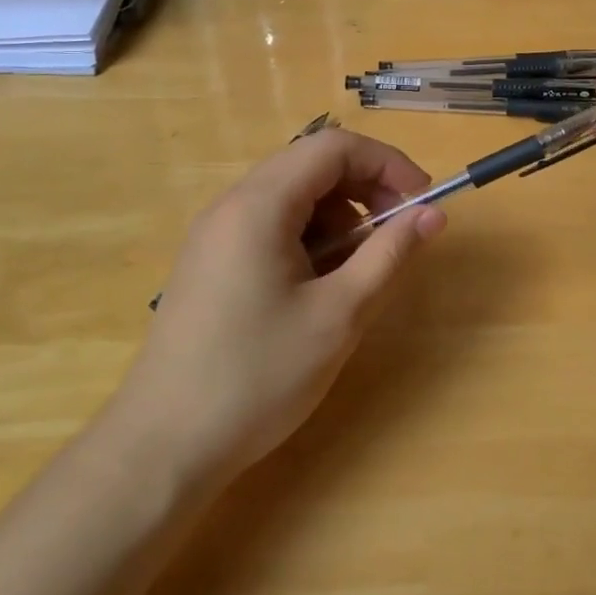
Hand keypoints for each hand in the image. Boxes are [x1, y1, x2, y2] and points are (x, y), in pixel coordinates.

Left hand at [108, 130, 444, 480]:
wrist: (163, 447)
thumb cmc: (258, 376)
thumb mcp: (340, 314)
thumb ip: (390, 255)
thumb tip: (433, 214)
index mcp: (260, 205)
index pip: (334, 147)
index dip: (387, 162)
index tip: (422, 200)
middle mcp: (232, 205)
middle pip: (311, 166)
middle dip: (365, 188)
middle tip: (398, 233)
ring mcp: (215, 234)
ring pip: (293, 196)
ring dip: (339, 216)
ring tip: (359, 268)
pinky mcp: (210, 262)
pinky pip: (271, 225)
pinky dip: (310, 237)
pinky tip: (320, 285)